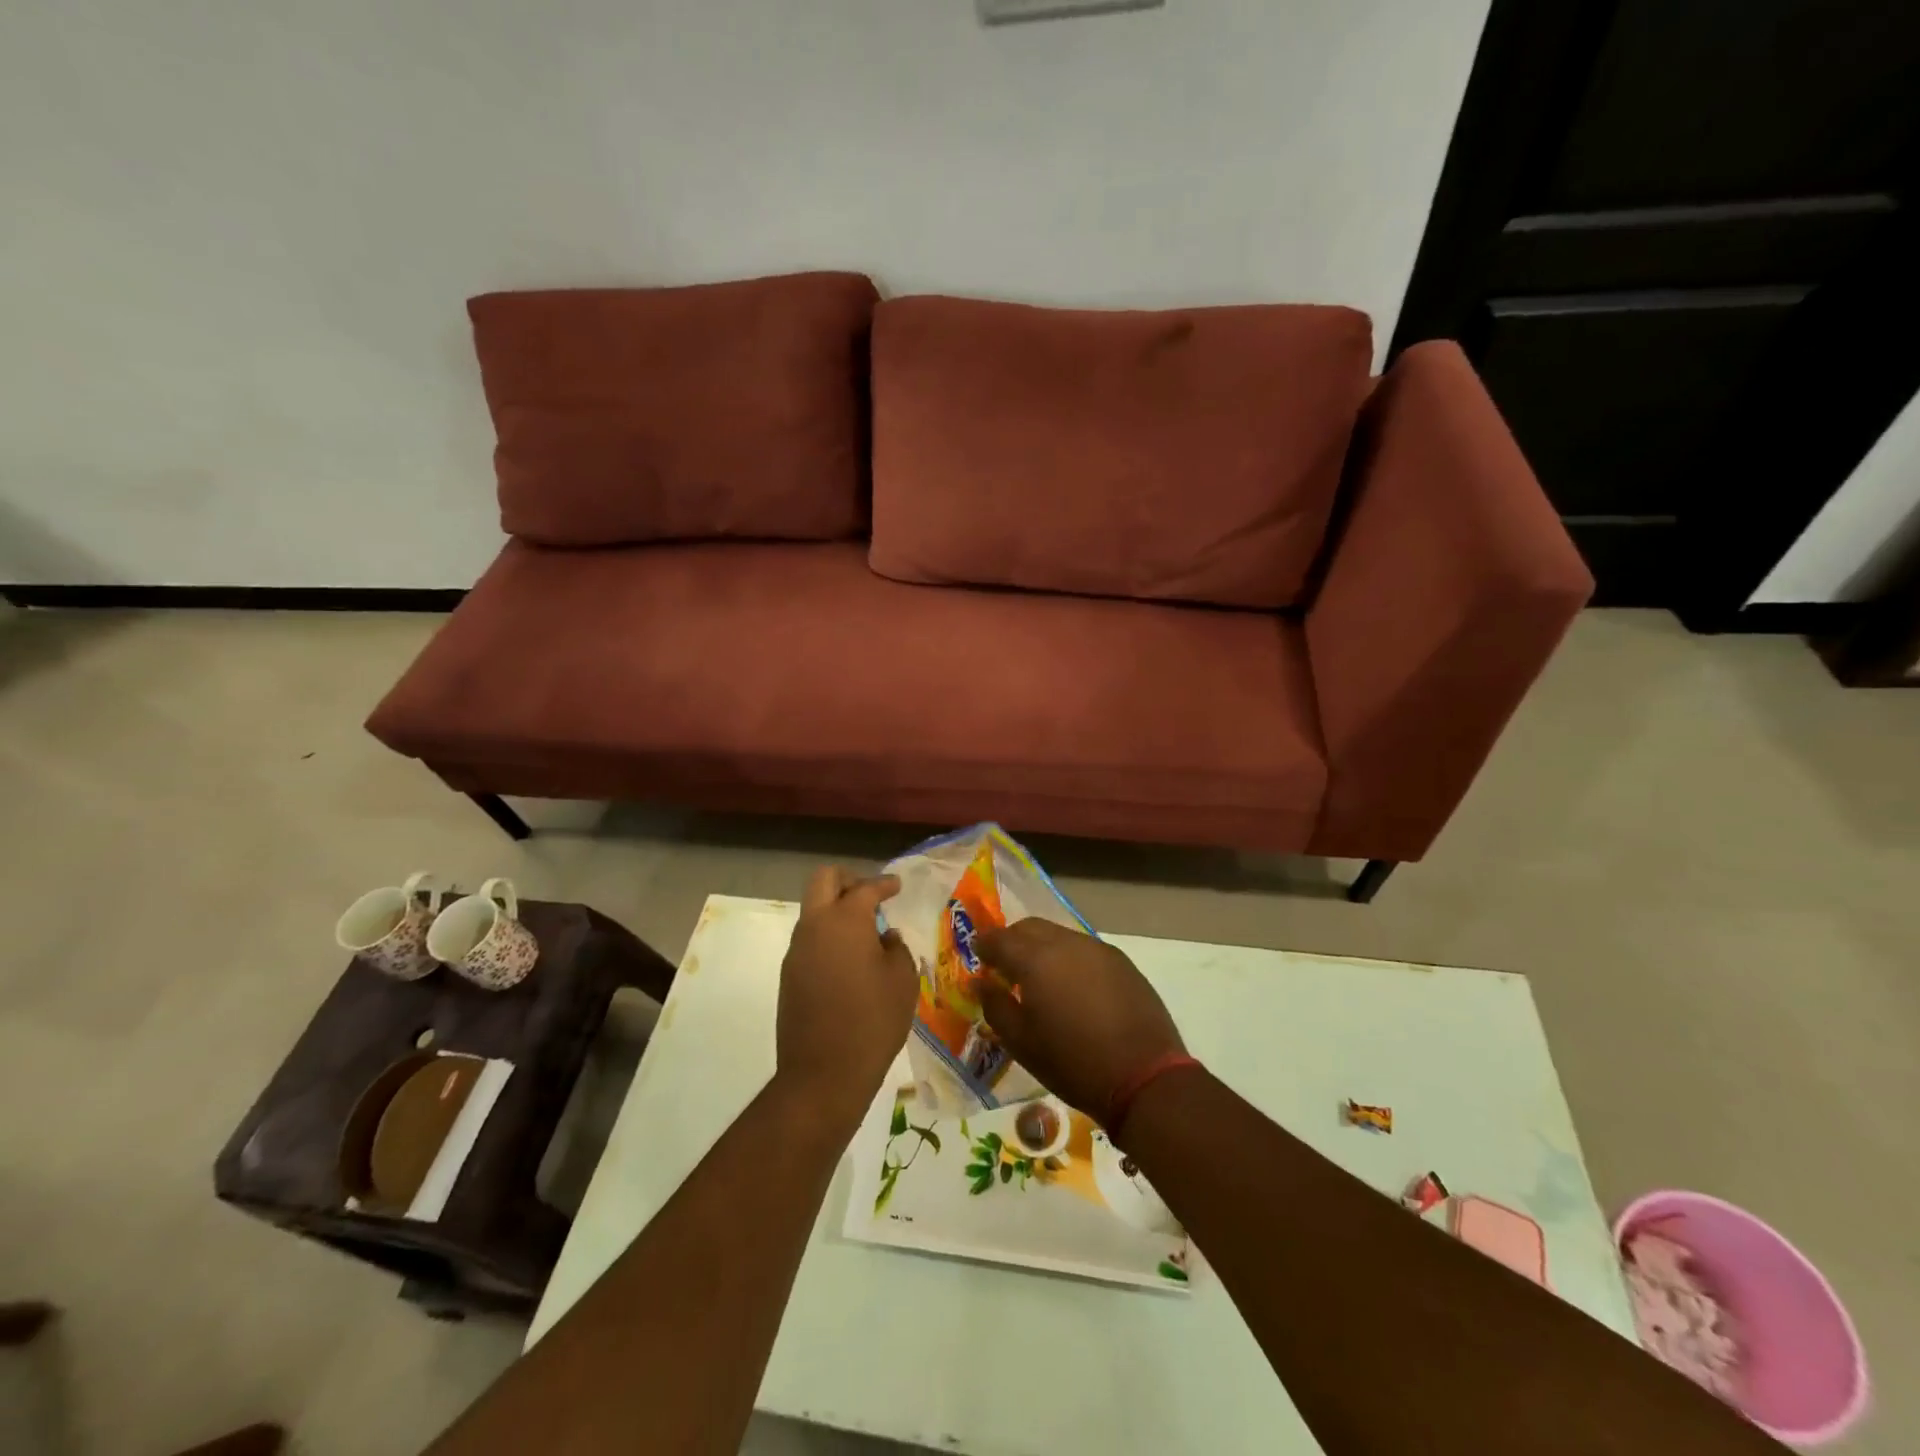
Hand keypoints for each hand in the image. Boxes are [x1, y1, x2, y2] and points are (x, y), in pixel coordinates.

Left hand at [775, 867, 918, 1127]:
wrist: (824, 1074)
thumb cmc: (873, 1021)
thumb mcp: (902, 980)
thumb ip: (895, 948)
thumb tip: (884, 938)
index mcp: (845, 920)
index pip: (866, 888)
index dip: (884, 883)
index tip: (896, 886)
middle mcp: (815, 926)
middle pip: (824, 880)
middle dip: (848, 880)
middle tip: (870, 896)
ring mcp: (797, 951)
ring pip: (813, 911)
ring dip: (836, 910)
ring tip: (865, 934)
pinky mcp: (789, 975)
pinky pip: (810, 940)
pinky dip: (829, 937)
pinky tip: (849, 961)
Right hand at [975, 918, 1186, 1123]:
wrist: (1144, 1077)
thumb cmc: (1072, 1063)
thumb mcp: (1022, 1043)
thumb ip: (995, 1006)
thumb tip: (981, 982)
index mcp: (1036, 960)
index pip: (999, 939)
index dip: (984, 945)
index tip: (978, 957)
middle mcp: (1067, 943)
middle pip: (1030, 927)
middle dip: (1012, 940)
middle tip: (1005, 966)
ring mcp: (1098, 949)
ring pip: (1059, 935)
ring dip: (1042, 948)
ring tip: (1039, 979)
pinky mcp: (1121, 962)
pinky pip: (1084, 949)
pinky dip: (1068, 958)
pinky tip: (1072, 987)